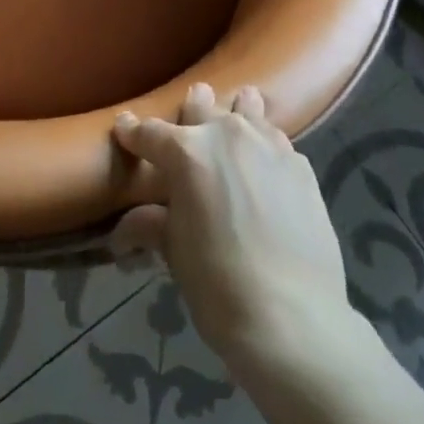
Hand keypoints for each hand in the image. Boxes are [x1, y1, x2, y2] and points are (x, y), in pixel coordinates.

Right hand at [112, 84, 348, 365]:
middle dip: (190, 110)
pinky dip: (265, 144)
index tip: (124, 128)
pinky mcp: (300, 164)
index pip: (150, 133)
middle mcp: (226, 134)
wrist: (293, 318)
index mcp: (187, 152)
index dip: (133, 132)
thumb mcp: (175, 253)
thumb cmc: (219, 285)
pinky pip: (275, 140)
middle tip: (186, 120)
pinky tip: (266, 164)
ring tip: (234, 118)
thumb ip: (151, 225)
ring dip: (235, 111)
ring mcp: (267, 144)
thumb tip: (123, 231)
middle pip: (201, 106)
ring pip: (246, 108)